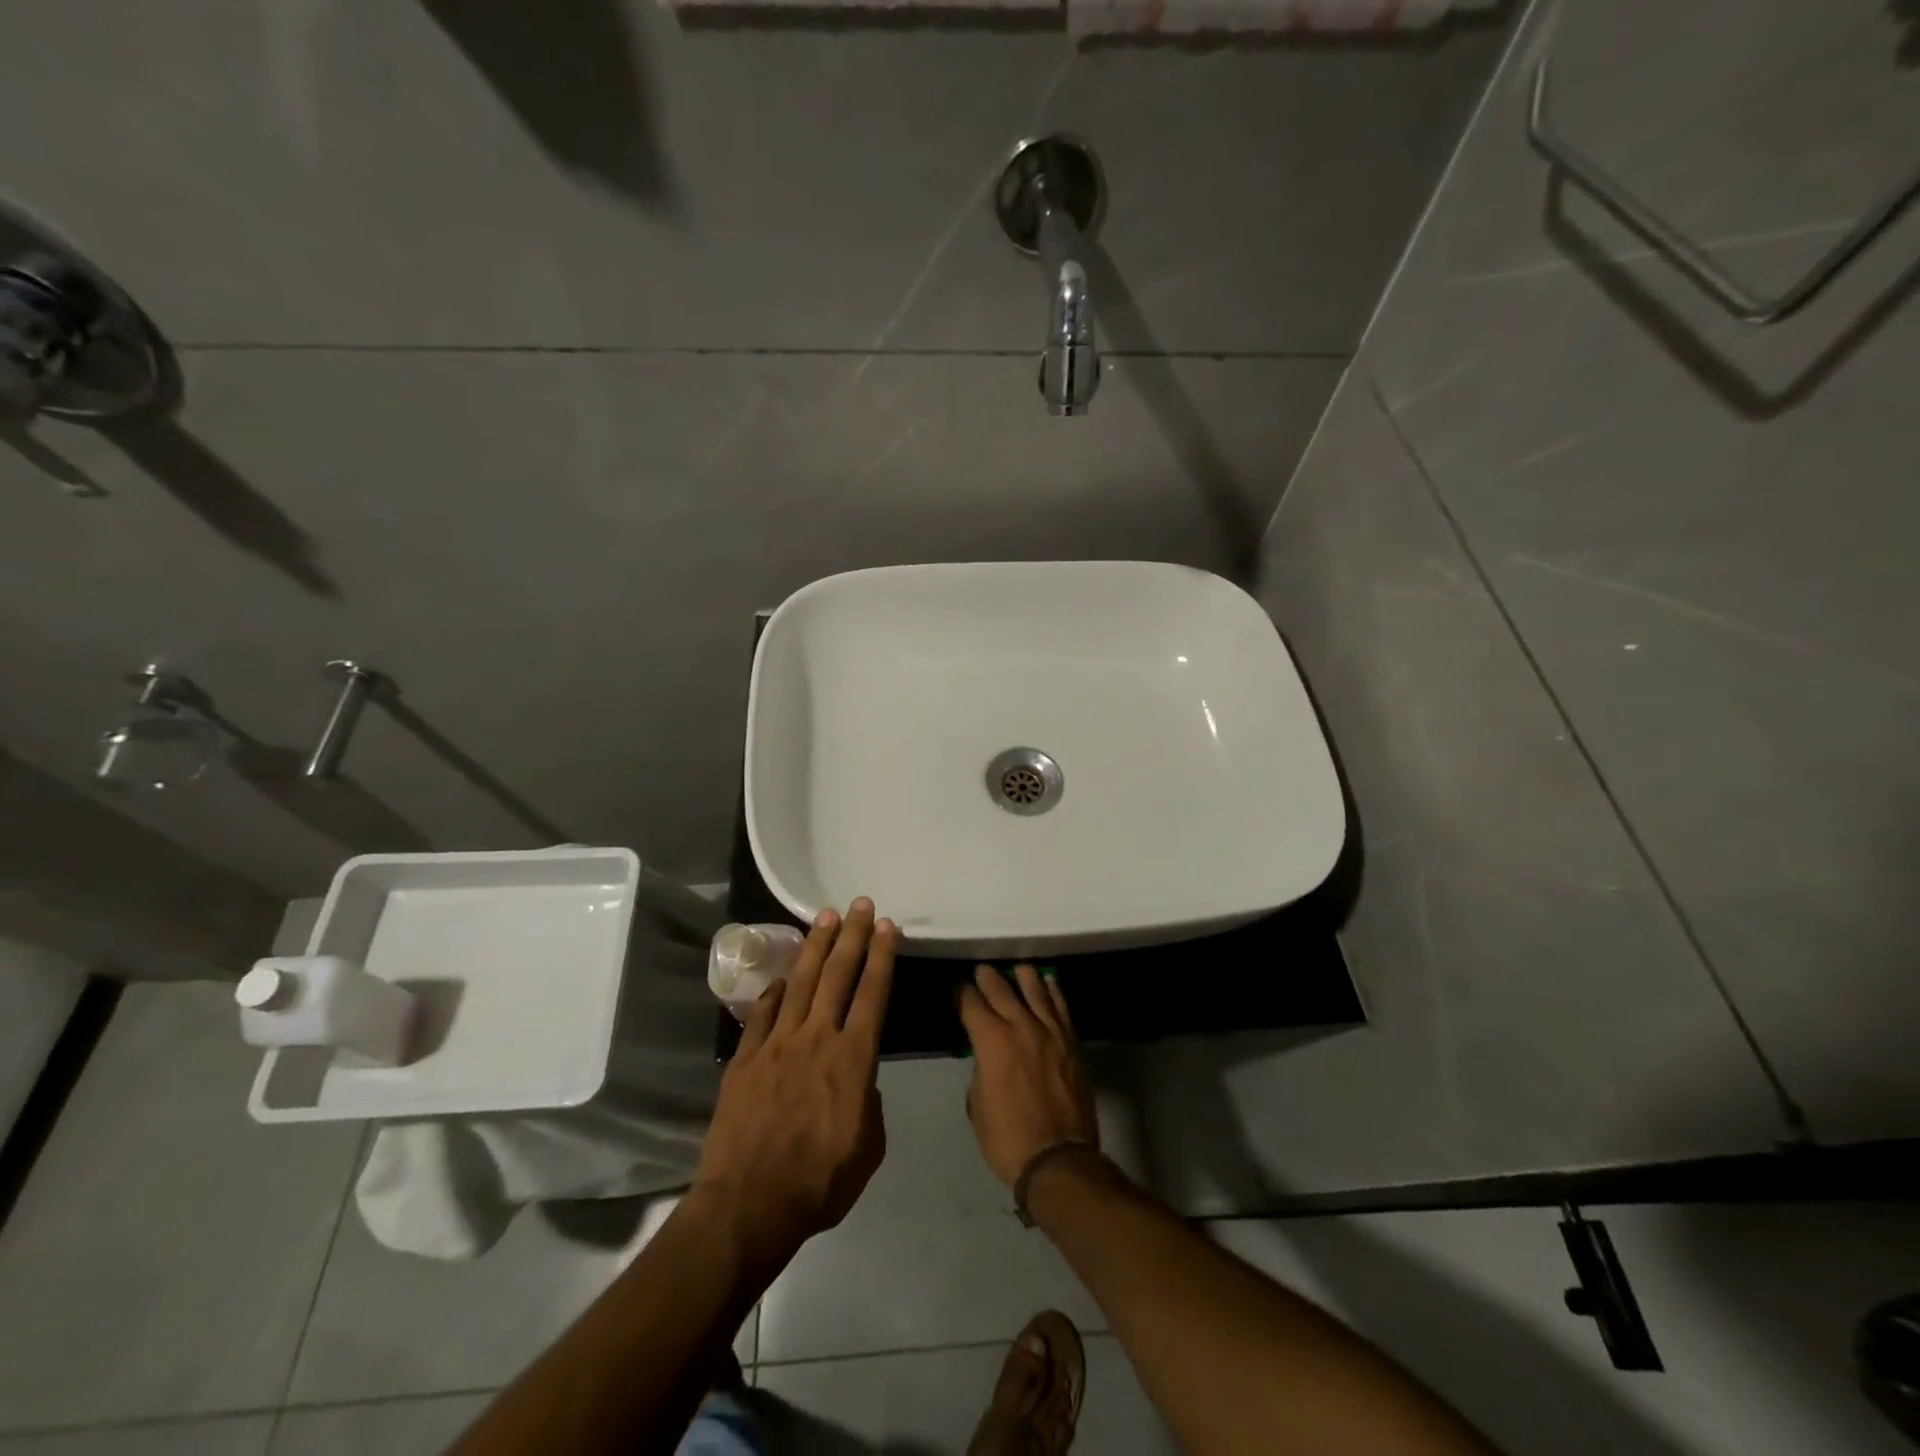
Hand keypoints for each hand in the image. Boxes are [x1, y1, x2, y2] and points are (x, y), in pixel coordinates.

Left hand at [693, 900, 895, 1275]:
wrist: (749, 1205)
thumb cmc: (819, 1183)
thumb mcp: (868, 1148)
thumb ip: (870, 1103)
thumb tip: (860, 1080)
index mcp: (853, 1058)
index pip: (873, 993)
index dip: (881, 956)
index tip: (887, 926)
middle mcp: (817, 1038)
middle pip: (838, 974)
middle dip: (852, 935)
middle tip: (859, 904)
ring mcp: (777, 1044)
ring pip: (801, 982)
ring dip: (816, 947)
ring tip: (825, 917)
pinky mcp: (746, 1058)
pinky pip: (764, 1013)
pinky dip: (776, 991)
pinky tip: (784, 976)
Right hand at [958, 964, 1098, 1187]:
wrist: (1059, 1159)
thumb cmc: (1008, 1138)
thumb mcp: (977, 1105)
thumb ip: (980, 1070)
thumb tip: (986, 1058)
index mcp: (991, 1041)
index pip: (971, 1004)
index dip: (962, 993)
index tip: (958, 988)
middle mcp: (1020, 1026)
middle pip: (1002, 989)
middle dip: (988, 978)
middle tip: (981, 970)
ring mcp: (1050, 1032)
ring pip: (1035, 990)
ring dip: (1022, 977)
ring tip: (1016, 969)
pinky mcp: (1071, 1042)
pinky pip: (1061, 1007)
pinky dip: (1052, 991)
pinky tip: (1048, 983)